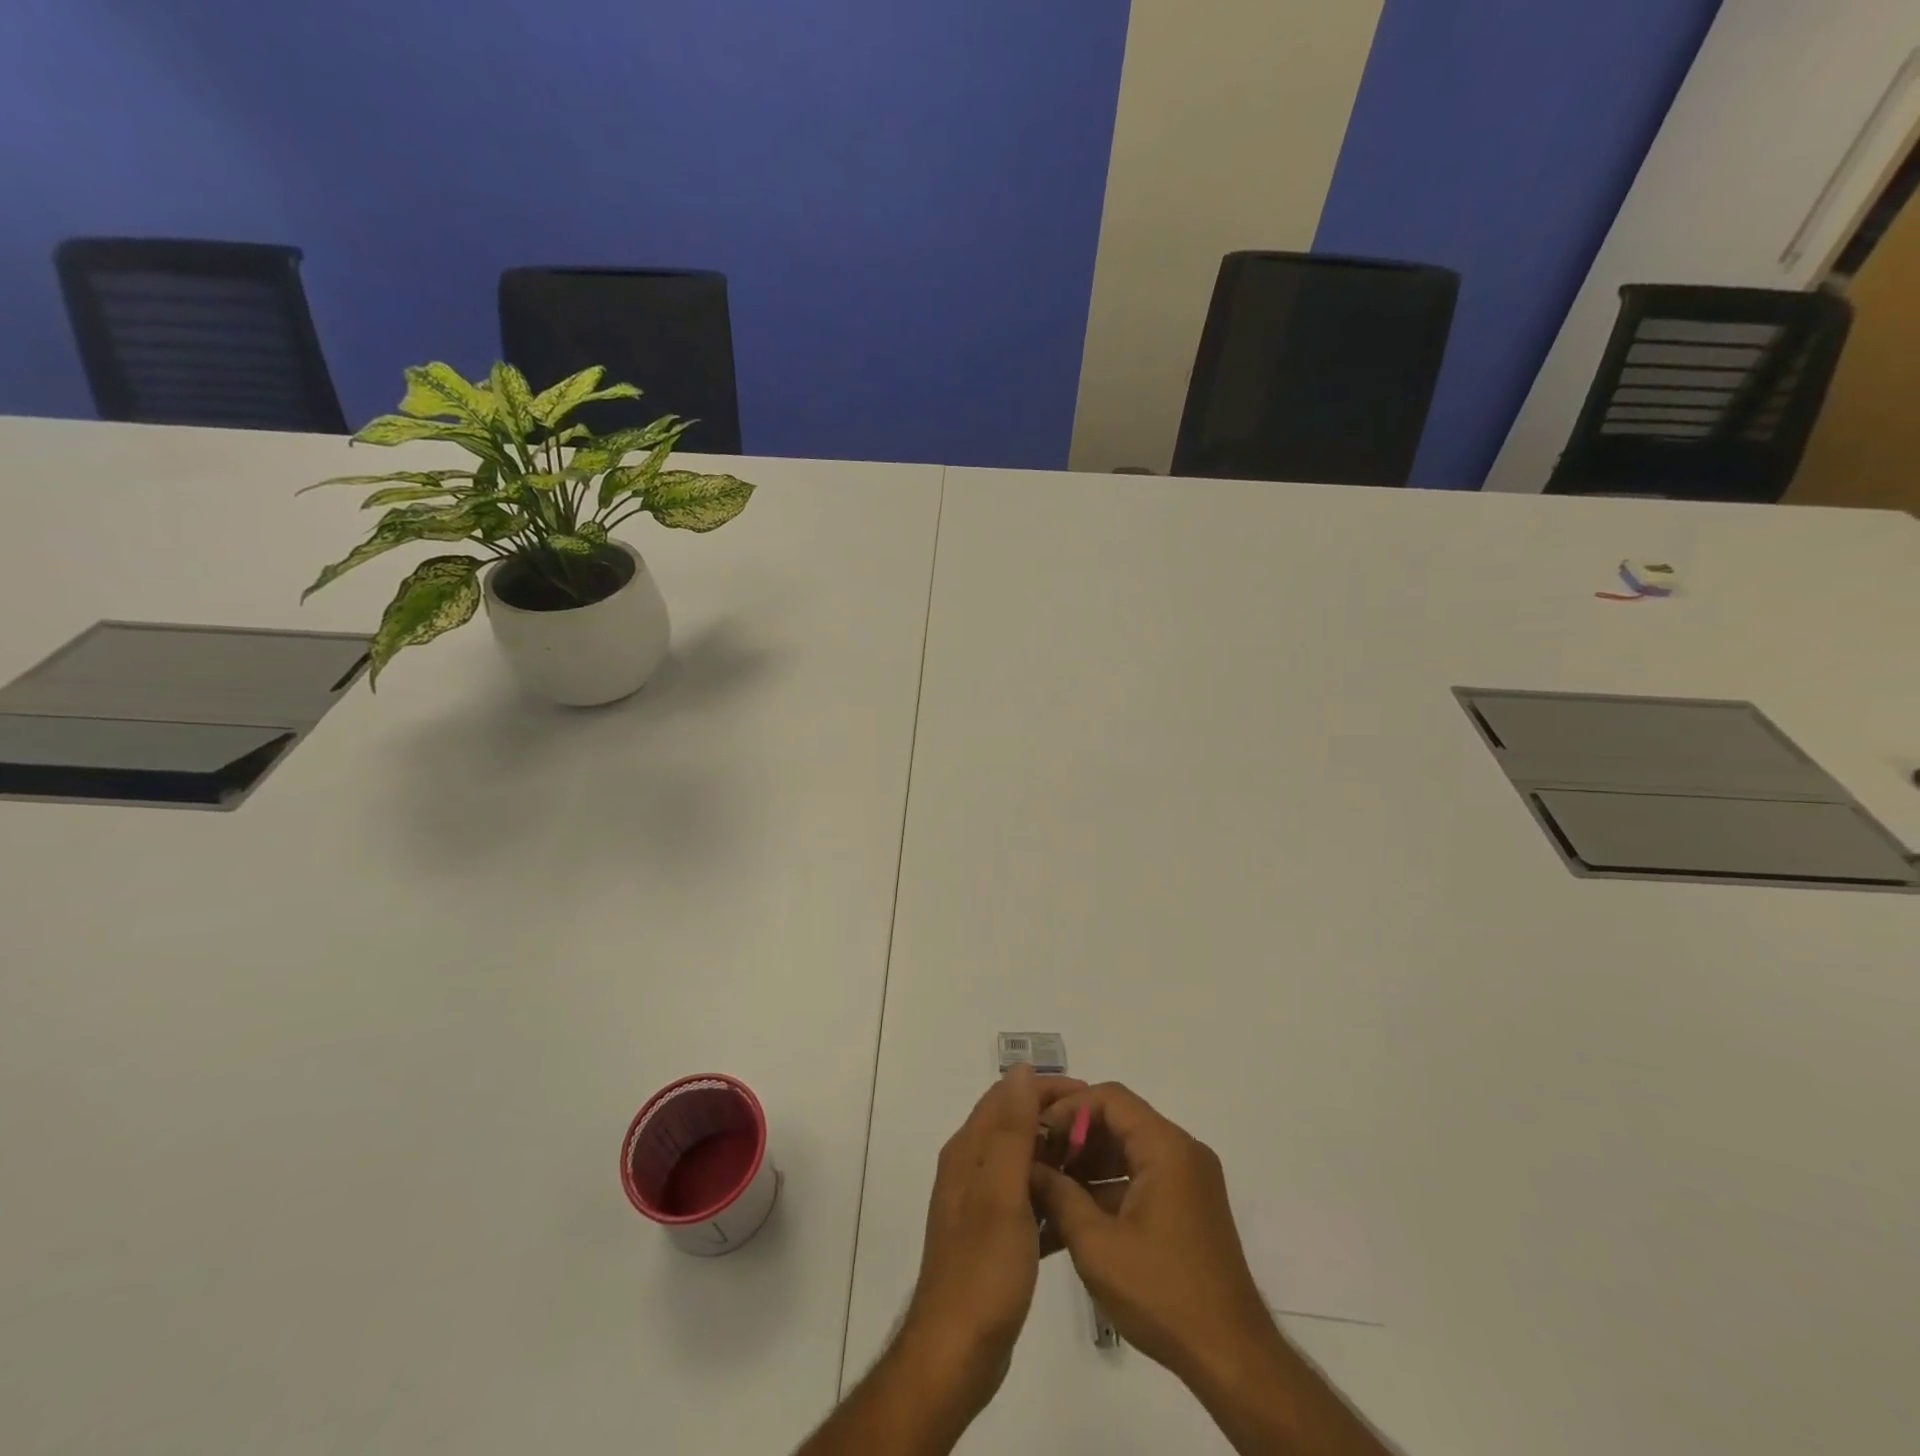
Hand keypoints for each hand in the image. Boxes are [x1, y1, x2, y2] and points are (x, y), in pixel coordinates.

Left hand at [898, 1064, 1083, 1414]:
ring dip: (1059, 1159)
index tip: (1090, 1097)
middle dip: (1057, 1122)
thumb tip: (1020, 1070)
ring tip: (1101, 1166)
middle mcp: (972, 1169)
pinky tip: (1084, 1211)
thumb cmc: (982, 1270)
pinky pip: (1030, 1203)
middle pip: (1017, 1127)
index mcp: (970, 1152)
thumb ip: (1012, 1131)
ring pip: (1026, 1165)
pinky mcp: (996, 1239)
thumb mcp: (1001, 1194)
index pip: (1008, 1097)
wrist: (956, 1354)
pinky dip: (1054, 1198)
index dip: (1047, 1089)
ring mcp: (983, 1206)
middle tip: (1103, 1133)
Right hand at [1029, 1083, 1277, 1388]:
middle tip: (1036, 1161)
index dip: (1068, 1109)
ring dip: (1088, 1163)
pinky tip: (1075, 1213)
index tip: (1036, 1135)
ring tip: (1048, 1187)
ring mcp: (1189, 1179)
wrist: (1232, 1360)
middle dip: (1074, 1137)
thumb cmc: (1162, 1294)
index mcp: (1166, 1147)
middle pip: (1119, 1120)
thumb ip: (1058, 1195)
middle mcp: (1182, 1151)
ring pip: (1128, 1149)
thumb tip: (1028, 1166)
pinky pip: (1141, 1176)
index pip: (1109, 1098)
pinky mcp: (1188, 1206)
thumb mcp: (1097, 1246)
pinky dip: (1109, 1186)